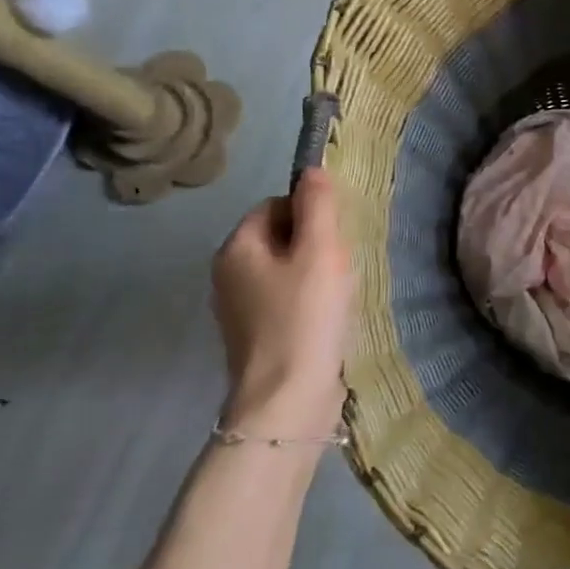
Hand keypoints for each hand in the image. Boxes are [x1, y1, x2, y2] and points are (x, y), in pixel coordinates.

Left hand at [211, 171, 353, 437]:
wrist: (287, 400)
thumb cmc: (305, 317)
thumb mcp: (320, 251)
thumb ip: (318, 205)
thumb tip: (311, 169)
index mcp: (236, 248)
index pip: (274, 205)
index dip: (310, 213)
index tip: (337, 236)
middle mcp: (227, 274)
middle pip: (279, 238)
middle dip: (314, 245)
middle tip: (342, 265)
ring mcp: (238, 310)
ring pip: (284, 271)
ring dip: (314, 275)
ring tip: (339, 294)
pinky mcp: (255, 338)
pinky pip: (284, 302)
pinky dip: (307, 303)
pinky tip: (328, 319)